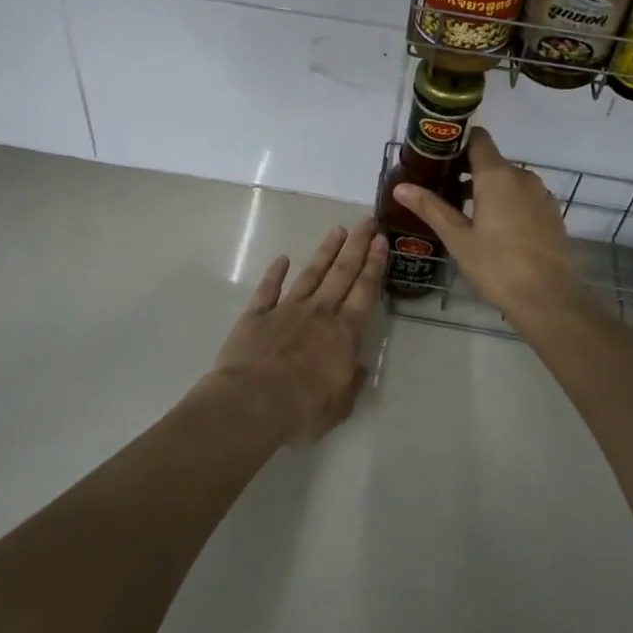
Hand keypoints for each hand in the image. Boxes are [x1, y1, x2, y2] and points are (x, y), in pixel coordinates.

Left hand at [207, 220, 385, 443]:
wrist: (251, 403)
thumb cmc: (302, 410)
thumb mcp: (340, 406)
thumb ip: (353, 382)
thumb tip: (359, 365)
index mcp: (344, 333)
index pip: (364, 291)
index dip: (374, 265)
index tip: (380, 241)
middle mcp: (319, 312)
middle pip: (342, 273)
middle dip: (356, 246)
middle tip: (366, 222)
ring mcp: (286, 309)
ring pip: (311, 274)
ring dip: (325, 252)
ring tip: (337, 230)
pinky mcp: (257, 314)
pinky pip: (269, 288)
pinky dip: (276, 272)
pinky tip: (283, 259)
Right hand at [391, 129, 581, 320]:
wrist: (549, 299)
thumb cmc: (497, 266)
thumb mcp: (457, 238)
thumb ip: (431, 208)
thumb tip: (401, 187)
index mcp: (496, 175)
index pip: (478, 138)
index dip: (457, 141)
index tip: (437, 155)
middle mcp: (522, 176)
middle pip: (491, 160)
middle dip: (467, 170)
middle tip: (441, 189)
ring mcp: (540, 194)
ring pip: (508, 179)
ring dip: (487, 188)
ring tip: (464, 212)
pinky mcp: (551, 212)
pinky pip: (523, 196)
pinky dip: (507, 201)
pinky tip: (494, 228)